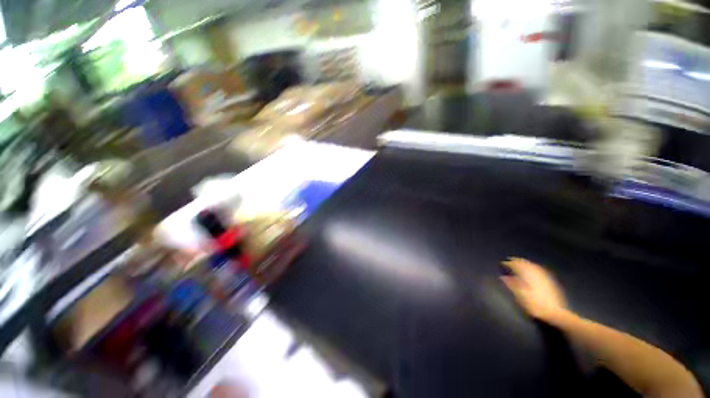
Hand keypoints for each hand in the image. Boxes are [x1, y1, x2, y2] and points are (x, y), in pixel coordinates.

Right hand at [501, 257, 567, 321]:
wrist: (556, 313)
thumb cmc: (535, 305)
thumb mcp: (520, 296)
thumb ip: (511, 285)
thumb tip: (503, 277)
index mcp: (527, 275)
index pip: (516, 265)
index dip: (508, 264)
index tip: (502, 264)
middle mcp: (536, 273)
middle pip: (525, 263)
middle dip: (517, 261)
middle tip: (510, 261)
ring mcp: (544, 276)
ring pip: (533, 265)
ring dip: (525, 263)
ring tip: (519, 263)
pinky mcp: (550, 281)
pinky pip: (539, 269)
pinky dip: (533, 267)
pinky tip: (532, 270)